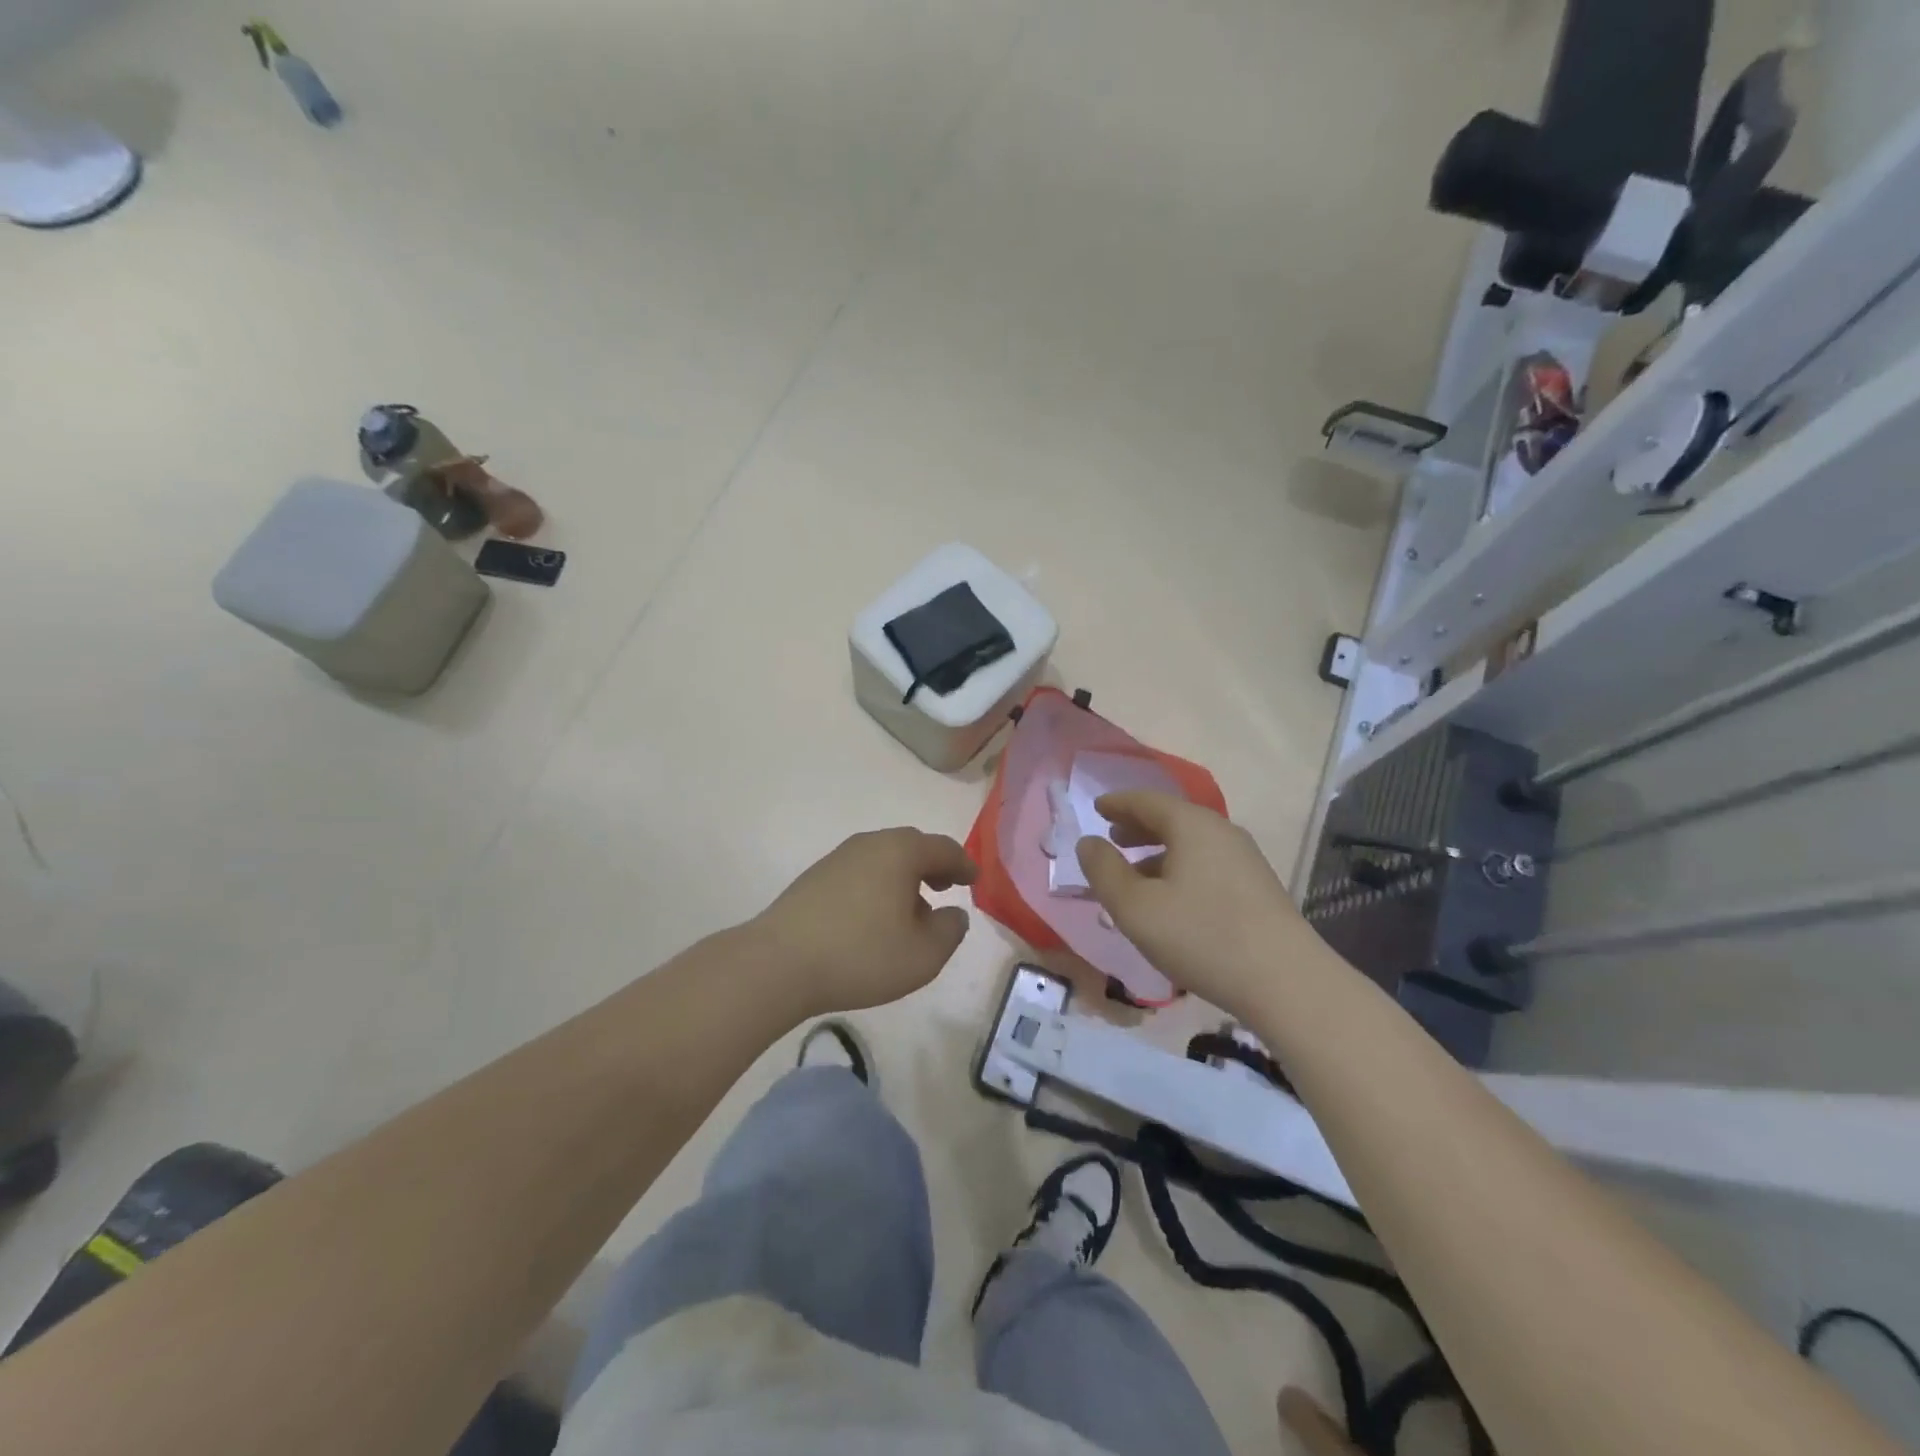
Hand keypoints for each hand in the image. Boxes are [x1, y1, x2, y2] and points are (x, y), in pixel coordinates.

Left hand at [753, 829, 976, 1015]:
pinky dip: (878, 887)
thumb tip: (953, 913)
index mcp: (900, 852)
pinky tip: (875, 919)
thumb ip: (950, 931)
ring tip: (911, 911)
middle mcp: (869, 844)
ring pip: (883, 860)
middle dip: (933, 866)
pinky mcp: (814, 878)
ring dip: (904, 878)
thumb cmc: (861, 955)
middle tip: (945, 888)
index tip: (974, 879)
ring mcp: (837, 859)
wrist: (777, 964)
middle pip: (911, 847)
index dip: (964, 864)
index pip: (943, 848)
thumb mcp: (923, 955)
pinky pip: (860, 873)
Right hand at [1076, 791, 1310, 1019]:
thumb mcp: (1135, 907)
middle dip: (1138, 826)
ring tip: (1135, 875)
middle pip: (1172, 818)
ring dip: (1158, 852)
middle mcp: (1221, 832)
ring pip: (1191, 844)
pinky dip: (1180, 870)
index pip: (1146, 800)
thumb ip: (1104, 871)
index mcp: (1191, 825)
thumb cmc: (1201, 936)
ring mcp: (1245, 859)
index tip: (1097, 808)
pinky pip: (1207, 864)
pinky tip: (1172, 901)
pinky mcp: (1257, 888)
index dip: (1117, 803)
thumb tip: (1088, 843)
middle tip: (1112, 837)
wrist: (1288, 982)